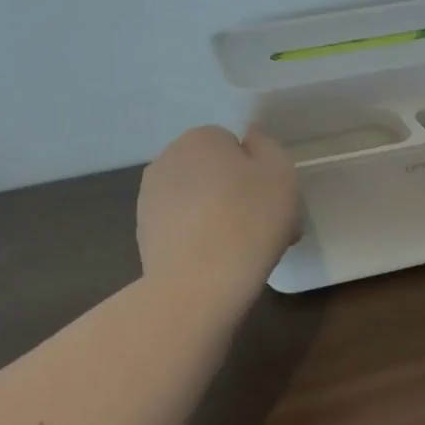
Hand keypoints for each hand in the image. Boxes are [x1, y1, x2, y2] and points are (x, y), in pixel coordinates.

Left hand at [137, 126, 299, 307]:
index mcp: (200, 139)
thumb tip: (248, 141)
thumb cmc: (248, 221)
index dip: (256, 171)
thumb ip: (266, 146)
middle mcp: (168, 159)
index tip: (273, 201)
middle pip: (212, 172)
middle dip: (235, 193)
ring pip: (197, 200)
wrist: (198, 285)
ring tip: (241, 249)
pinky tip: (216, 262)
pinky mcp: (144, 233)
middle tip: (263, 227)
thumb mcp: (280, 172)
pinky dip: (198, 238)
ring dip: (217, 215)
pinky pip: (182, 227)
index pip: (234, 145)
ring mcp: (150, 198)